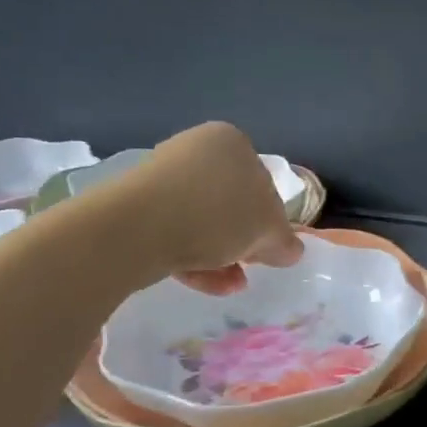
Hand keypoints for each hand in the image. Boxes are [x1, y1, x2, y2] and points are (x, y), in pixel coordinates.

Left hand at [86, 122, 302, 293]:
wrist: (135, 229)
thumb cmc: (216, 215)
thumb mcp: (268, 231)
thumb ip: (285, 240)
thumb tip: (290, 250)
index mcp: (232, 142)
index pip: (264, 183)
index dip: (271, 220)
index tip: (270, 250)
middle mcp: (196, 151)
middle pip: (232, 203)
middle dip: (244, 241)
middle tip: (250, 266)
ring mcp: (162, 176)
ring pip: (204, 222)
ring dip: (222, 255)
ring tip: (230, 284)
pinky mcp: (136, 205)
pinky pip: (176, 231)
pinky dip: (194, 257)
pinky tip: (206, 283)